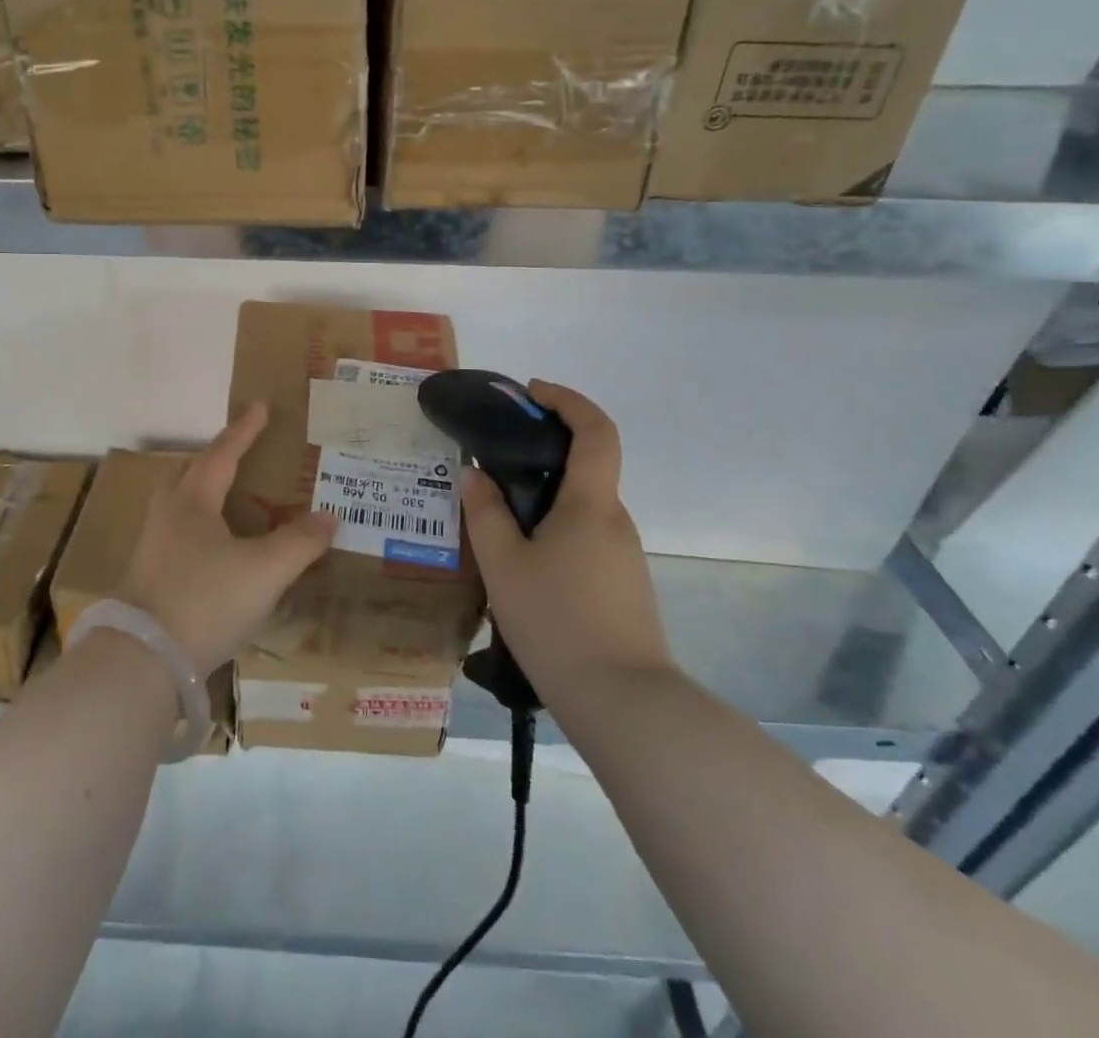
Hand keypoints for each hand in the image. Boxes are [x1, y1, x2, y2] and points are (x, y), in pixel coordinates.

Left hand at [120, 402, 335, 673]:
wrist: (143, 660)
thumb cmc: (205, 601)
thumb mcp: (264, 571)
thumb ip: (299, 542)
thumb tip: (329, 516)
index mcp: (194, 501)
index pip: (224, 454)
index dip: (245, 430)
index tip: (260, 405)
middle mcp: (169, 514)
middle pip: (192, 472)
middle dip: (217, 458)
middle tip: (242, 453)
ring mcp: (153, 546)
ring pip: (181, 503)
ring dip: (205, 492)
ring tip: (230, 499)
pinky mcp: (148, 576)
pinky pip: (178, 533)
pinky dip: (200, 526)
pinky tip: (214, 548)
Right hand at [460, 381, 673, 692]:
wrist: (624, 704)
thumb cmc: (557, 623)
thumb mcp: (503, 565)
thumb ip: (485, 513)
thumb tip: (474, 473)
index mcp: (591, 504)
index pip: (596, 430)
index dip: (568, 400)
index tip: (532, 393)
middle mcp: (615, 520)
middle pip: (586, 467)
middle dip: (543, 452)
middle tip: (493, 464)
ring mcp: (623, 555)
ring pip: (581, 508)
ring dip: (544, 498)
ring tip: (496, 521)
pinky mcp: (622, 585)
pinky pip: (585, 538)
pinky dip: (554, 530)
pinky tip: (522, 565)